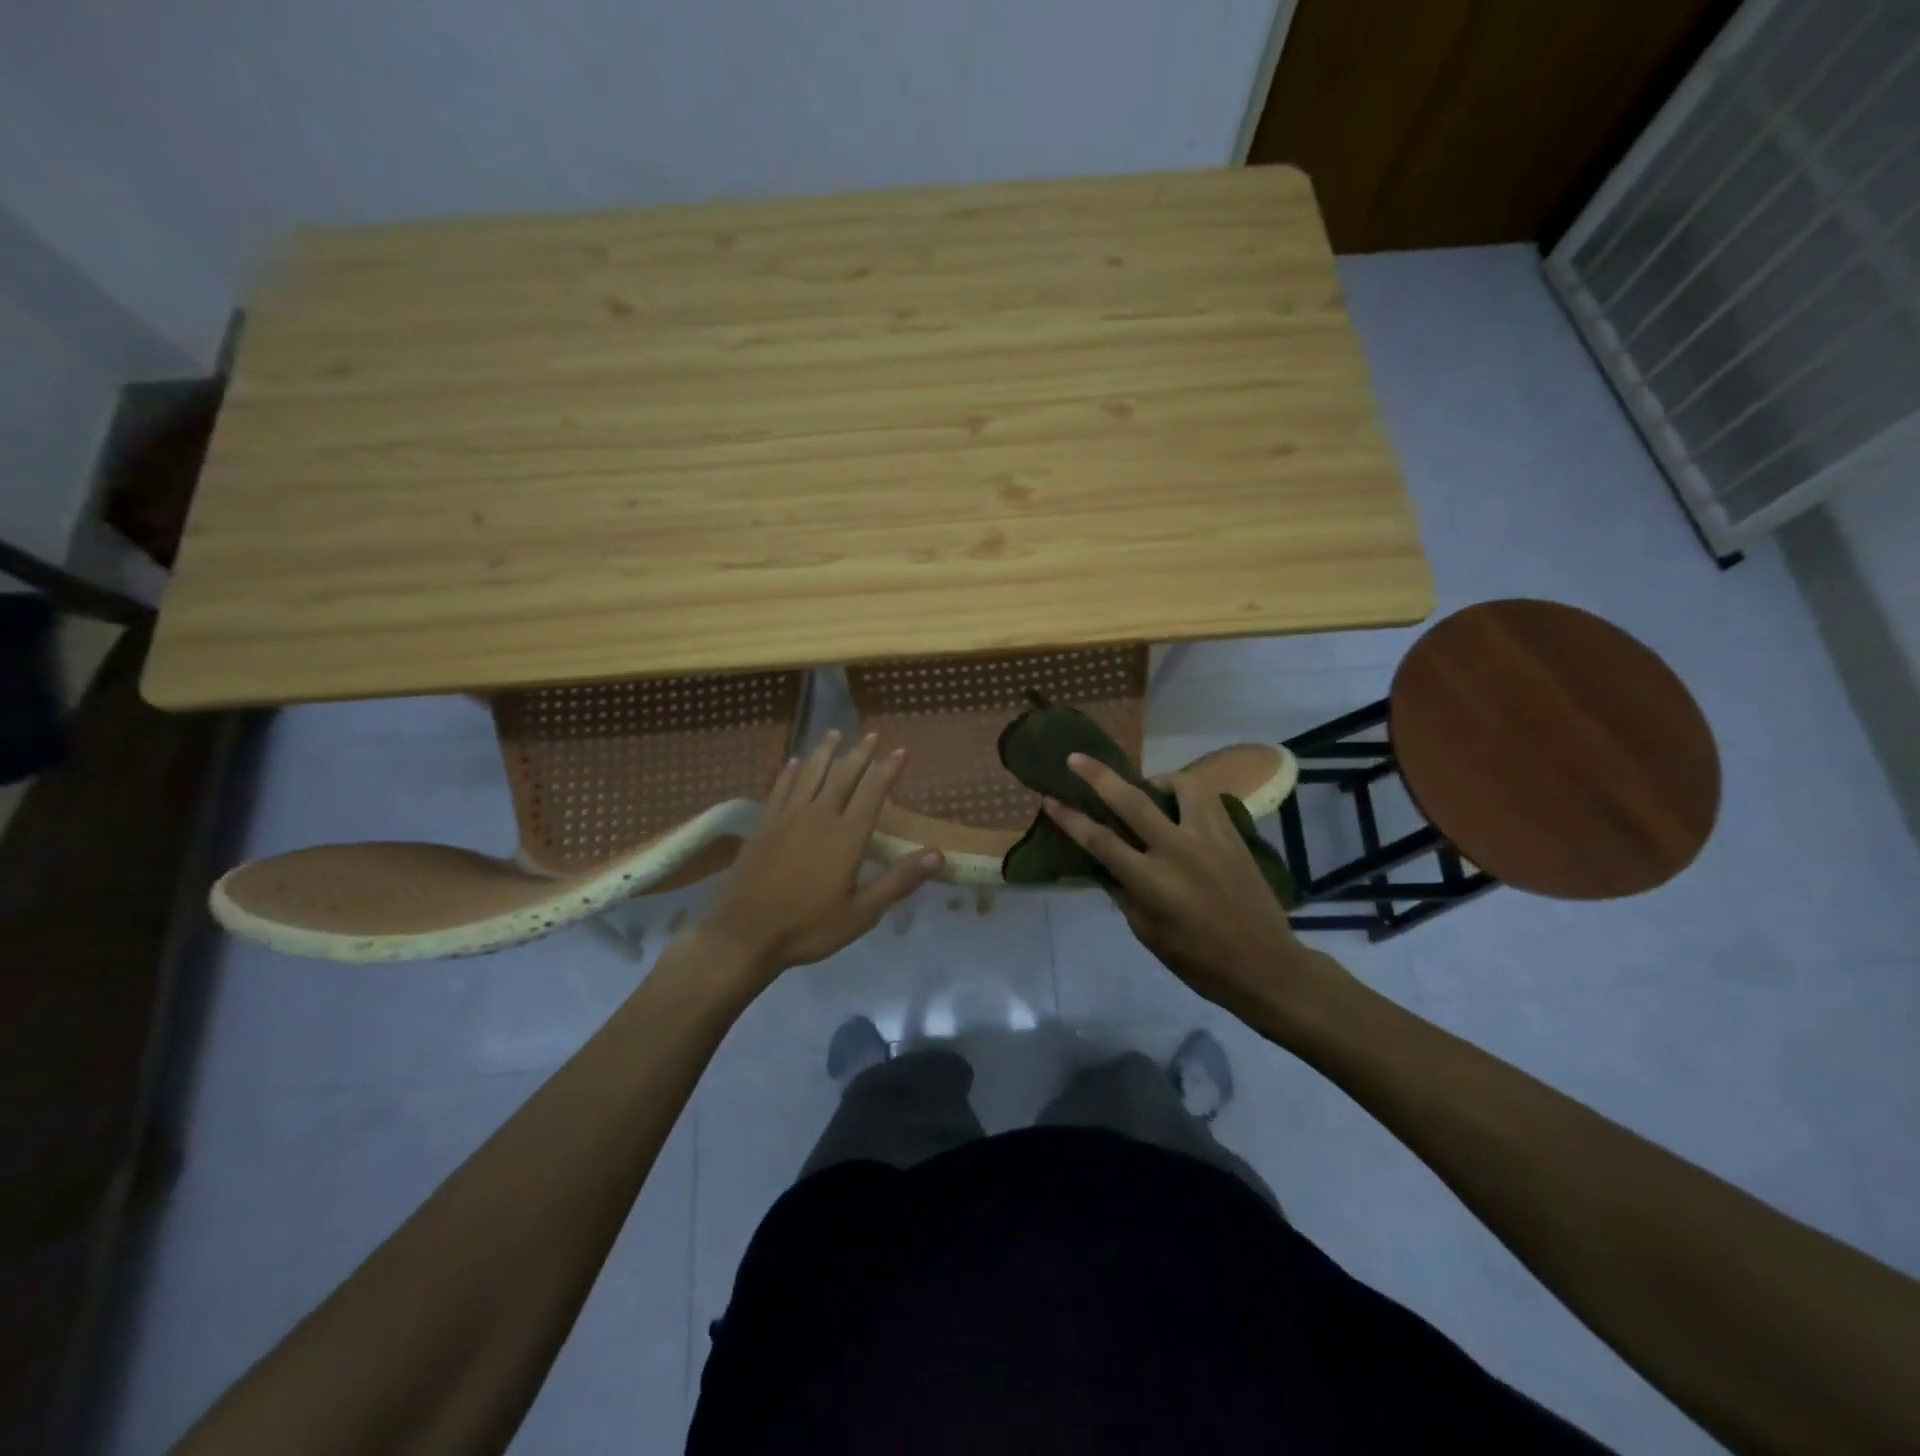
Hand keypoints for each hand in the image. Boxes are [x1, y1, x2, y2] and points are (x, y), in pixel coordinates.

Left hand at [698, 730, 942, 982]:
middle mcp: (819, 815)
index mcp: (847, 835)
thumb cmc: (808, 927)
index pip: (873, 790)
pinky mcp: (763, 824)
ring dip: (825, 751)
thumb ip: (898, 881)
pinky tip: (793, 762)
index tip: (901, 750)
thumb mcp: (862, 913)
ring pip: (810, 773)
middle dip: (860, 752)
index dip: (888, 768)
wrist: (744, 934)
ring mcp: (787, 816)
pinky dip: (790, 771)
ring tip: (835, 733)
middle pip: (843, 774)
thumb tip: (938, 855)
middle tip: (872, 734)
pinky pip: (780, 787)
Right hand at [1042, 754, 1344, 1023]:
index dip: (1070, 819)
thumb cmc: (1198, 960)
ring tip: (1151, 790)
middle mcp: (1177, 851)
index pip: (1100, 841)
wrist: (1264, 965)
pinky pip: (1208, 799)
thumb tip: (1106, 863)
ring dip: (1158, 780)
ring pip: (1181, 785)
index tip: (1050, 800)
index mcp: (1151, 882)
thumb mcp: (1147, 932)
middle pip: (1131, 801)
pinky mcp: (1234, 836)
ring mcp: (1210, 839)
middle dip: (1099, 776)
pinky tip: (1182, 809)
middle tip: (1076, 758)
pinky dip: (1189, 796)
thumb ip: (1124, 892)